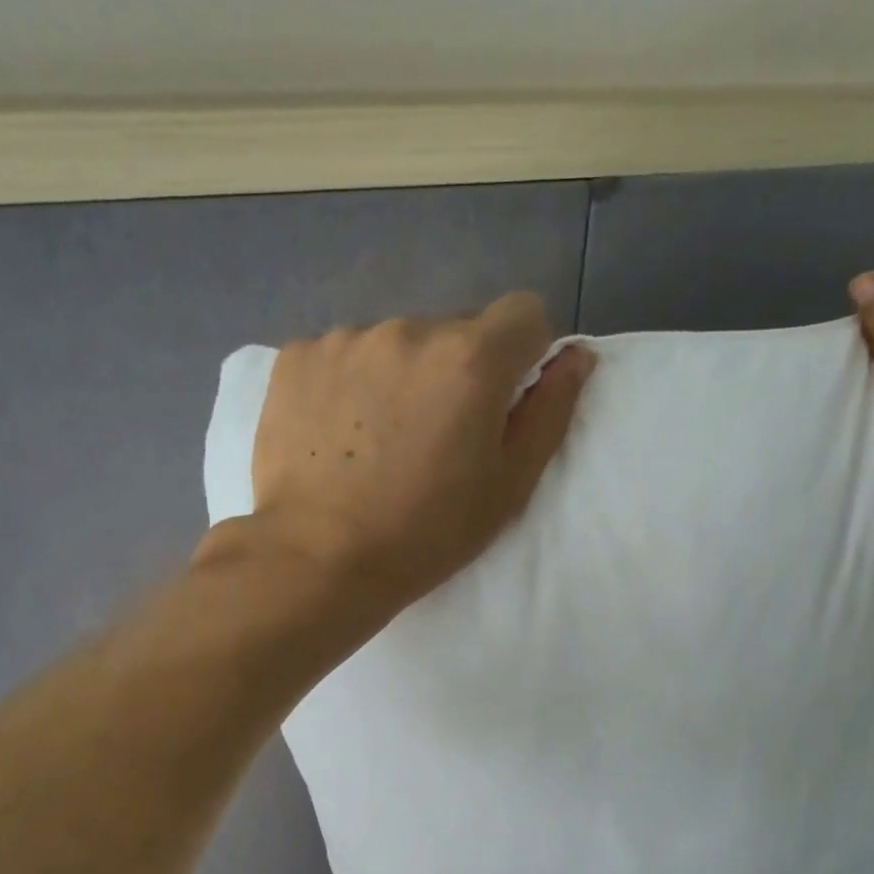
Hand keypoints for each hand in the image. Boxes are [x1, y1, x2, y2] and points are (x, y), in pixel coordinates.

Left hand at [246, 292, 595, 616]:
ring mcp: (346, 338)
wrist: (317, 559)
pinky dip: (350, 384)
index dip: (524, 354)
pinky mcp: (297, 357)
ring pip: (397, 344)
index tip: (502, 402)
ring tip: (381, 441)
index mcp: (471, 358)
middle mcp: (409, 329)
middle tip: (436, 438)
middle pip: (456, 330)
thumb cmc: (426, 533)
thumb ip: (550, 412)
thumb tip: (575, 357)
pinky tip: (339, 436)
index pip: (524, 313)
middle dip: (458, 371)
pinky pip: (344, 355)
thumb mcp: (509, 486)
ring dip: (402, 376)